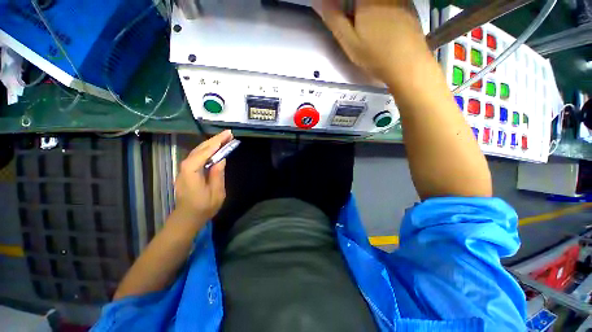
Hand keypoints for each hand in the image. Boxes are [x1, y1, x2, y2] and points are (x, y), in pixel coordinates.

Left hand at [174, 130, 232, 221]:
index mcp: (191, 174)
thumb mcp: (216, 193)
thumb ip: (217, 175)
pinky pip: (197, 156)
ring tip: (224, 138)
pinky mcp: (188, 171)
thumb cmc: (204, 208)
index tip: (226, 136)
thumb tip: (221, 158)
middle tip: (228, 134)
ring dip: (211, 143)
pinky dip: (207, 150)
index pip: (202, 154)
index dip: (215, 144)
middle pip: (199, 149)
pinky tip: (215, 148)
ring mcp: (185, 169)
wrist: (187, 218)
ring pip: (197, 151)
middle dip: (214, 140)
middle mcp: (185, 168)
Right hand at [314, 0, 425, 82]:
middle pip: (361, 1)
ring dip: (366, 10)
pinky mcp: (408, 4)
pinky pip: (390, 2)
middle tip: (352, 22)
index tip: (343, 17)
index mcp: (367, 0)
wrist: (407, 64)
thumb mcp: (349, 42)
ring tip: (362, 24)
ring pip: (377, 2)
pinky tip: (381, 25)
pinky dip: (381, 9)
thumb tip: (321, 2)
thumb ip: (335, 20)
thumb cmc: (375, 55)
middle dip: (354, 8)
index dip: (342, 5)